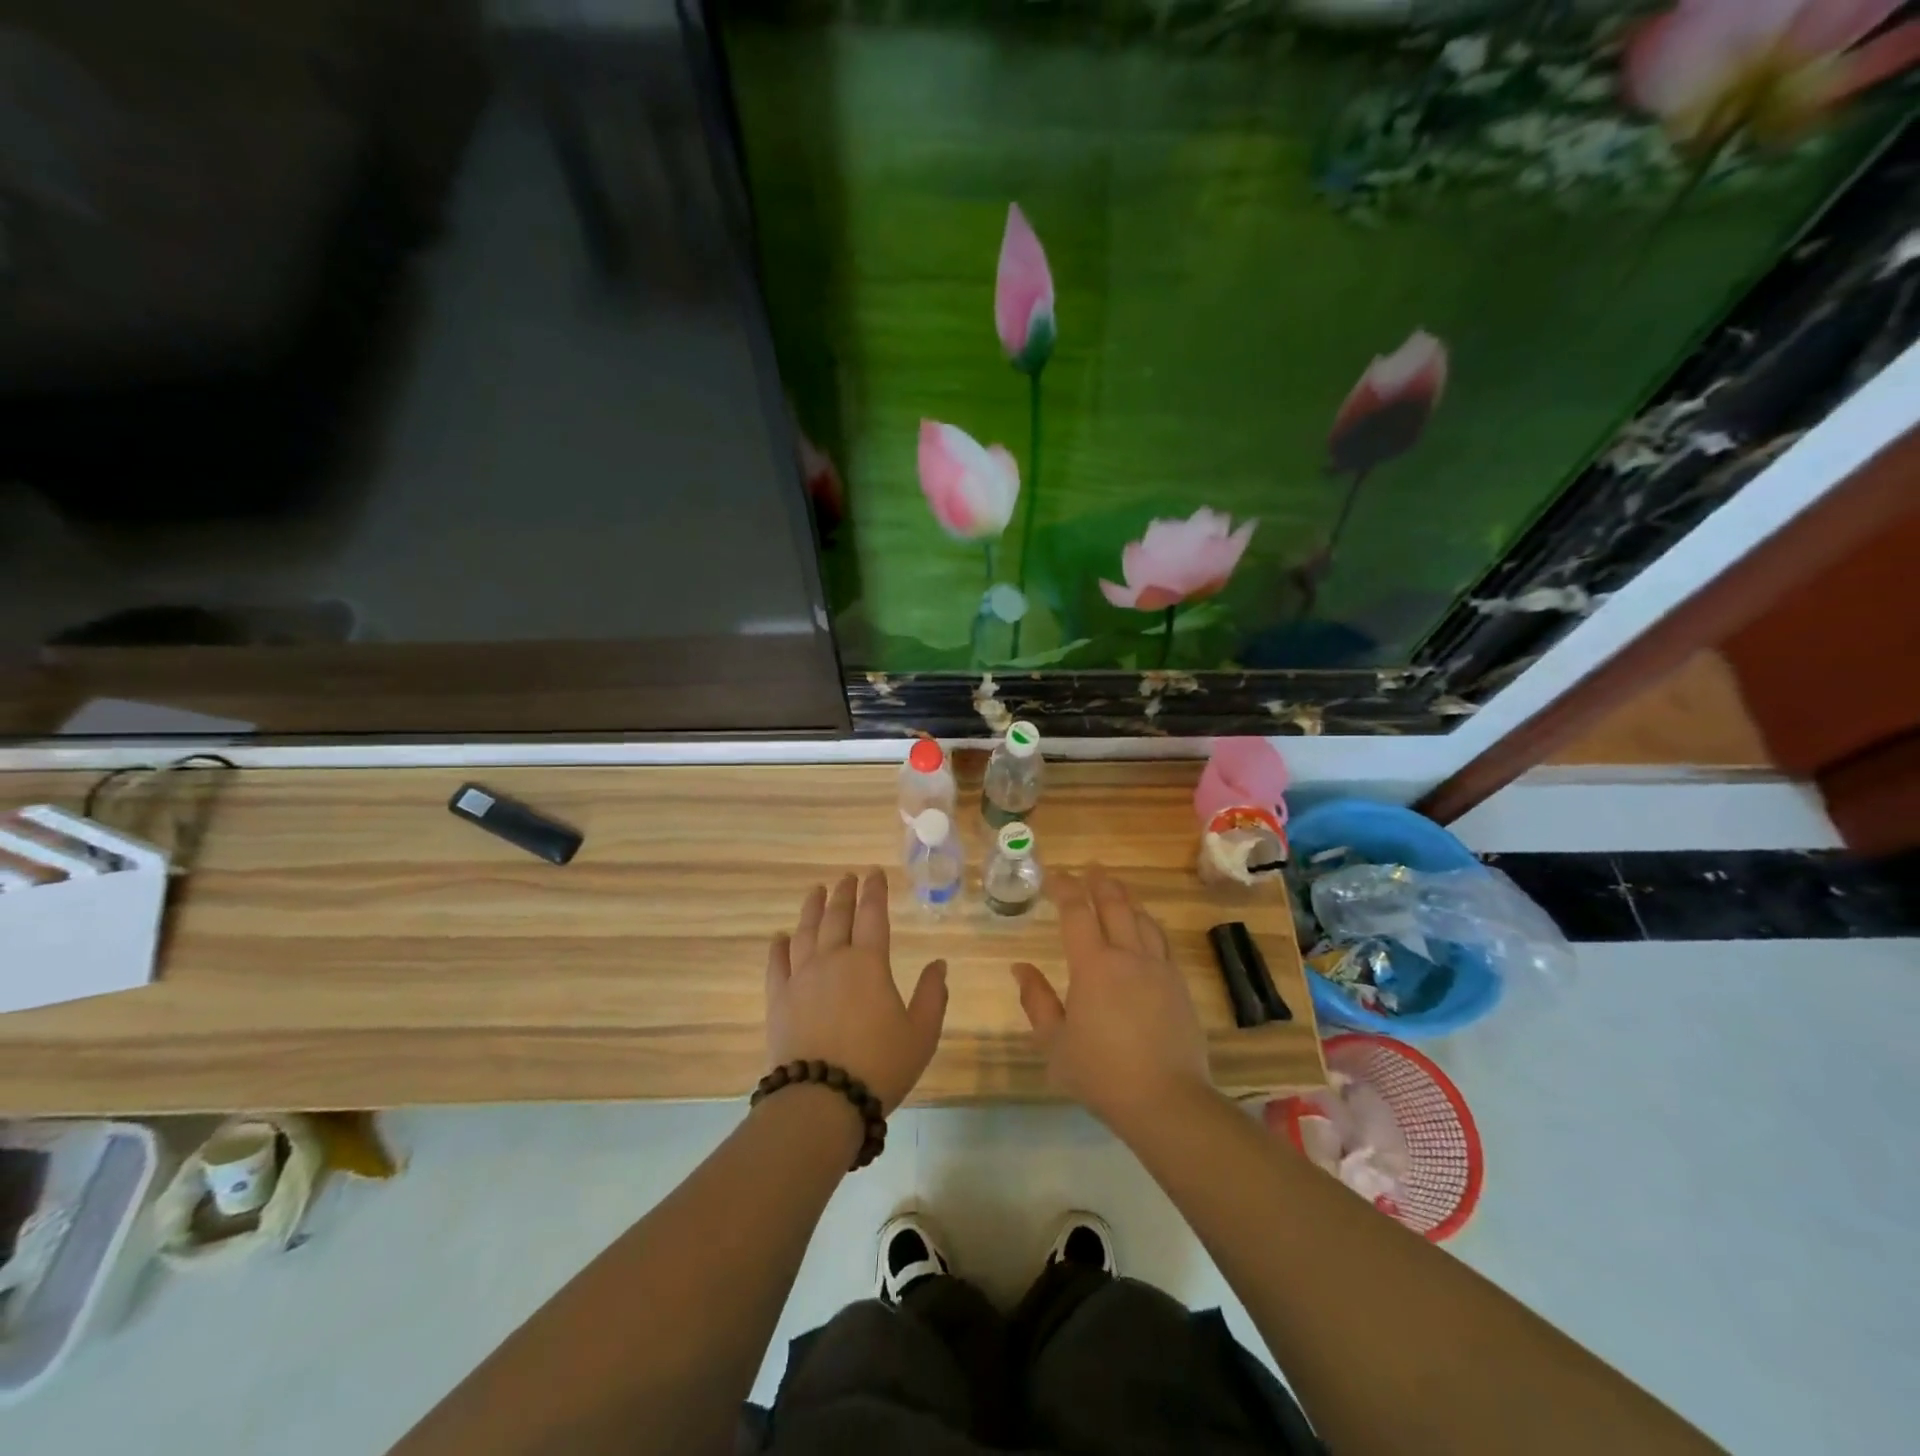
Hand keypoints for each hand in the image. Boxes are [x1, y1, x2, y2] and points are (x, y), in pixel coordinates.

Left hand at [767, 869, 948, 1113]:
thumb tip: (938, 963)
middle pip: (837, 916)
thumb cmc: (879, 1065)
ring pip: (806, 931)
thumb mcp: (921, 1034)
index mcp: (869, 963)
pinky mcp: (778, 999)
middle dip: (844, 893)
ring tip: (816, 891)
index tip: (874, 873)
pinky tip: (780, 937)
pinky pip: (776, 963)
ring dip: (812, 908)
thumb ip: (933, 995)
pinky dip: (779, 946)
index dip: (875, 891)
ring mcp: (801, 977)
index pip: (873, 915)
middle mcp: (833, 960)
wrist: (821, 1101)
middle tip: (847, 877)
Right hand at [1010, 867, 1212, 1134]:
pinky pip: (1161, 940)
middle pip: (1114, 904)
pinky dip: (1147, 924)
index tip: (1056, 876)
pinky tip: (1145, 928)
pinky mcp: (1179, 984)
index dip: (1065, 889)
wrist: (1166, 1099)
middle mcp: (1128, 955)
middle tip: (1090, 869)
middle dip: (1099, 882)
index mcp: (1093, 965)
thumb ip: (1036, 1001)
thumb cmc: (1101, 1073)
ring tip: (1116, 890)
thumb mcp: (1055, 1043)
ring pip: (1142, 918)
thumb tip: (1019, 968)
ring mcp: (1158, 968)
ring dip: (1126, 898)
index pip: (1076, 912)